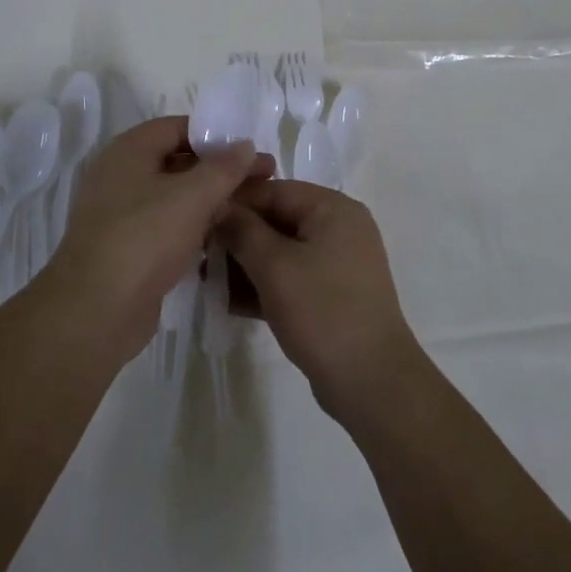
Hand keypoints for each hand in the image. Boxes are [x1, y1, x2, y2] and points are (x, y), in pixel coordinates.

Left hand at [49, 117, 272, 356]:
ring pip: (174, 195)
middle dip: (220, 169)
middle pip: (178, 160)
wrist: (95, 312)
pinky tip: (221, 236)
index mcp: (129, 150)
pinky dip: (193, 225)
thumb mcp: (192, 196)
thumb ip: (224, 168)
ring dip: (209, 199)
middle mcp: (121, 174)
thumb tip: (245, 144)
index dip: (216, 134)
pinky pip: (166, 225)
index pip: (178, 127)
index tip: (250, 149)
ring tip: (249, 208)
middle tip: (262, 178)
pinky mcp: (127, 247)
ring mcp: (121, 213)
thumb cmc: (144, 238)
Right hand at [216, 181, 421, 424]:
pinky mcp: (333, 294)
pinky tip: (228, 302)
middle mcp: (339, 227)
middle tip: (199, 254)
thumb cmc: (322, 310)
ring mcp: (338, 263)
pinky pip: (292, 278)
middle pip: (278, 220)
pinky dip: (265, 285)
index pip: (275, 190)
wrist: (371, 381)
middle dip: (238, 237)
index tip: (198, 219)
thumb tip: (219, 206)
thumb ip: (242, 230)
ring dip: (246, 264)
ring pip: (283, 252)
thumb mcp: (274, 266)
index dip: (235, 203)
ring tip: (208, 280)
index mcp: (332, 208)